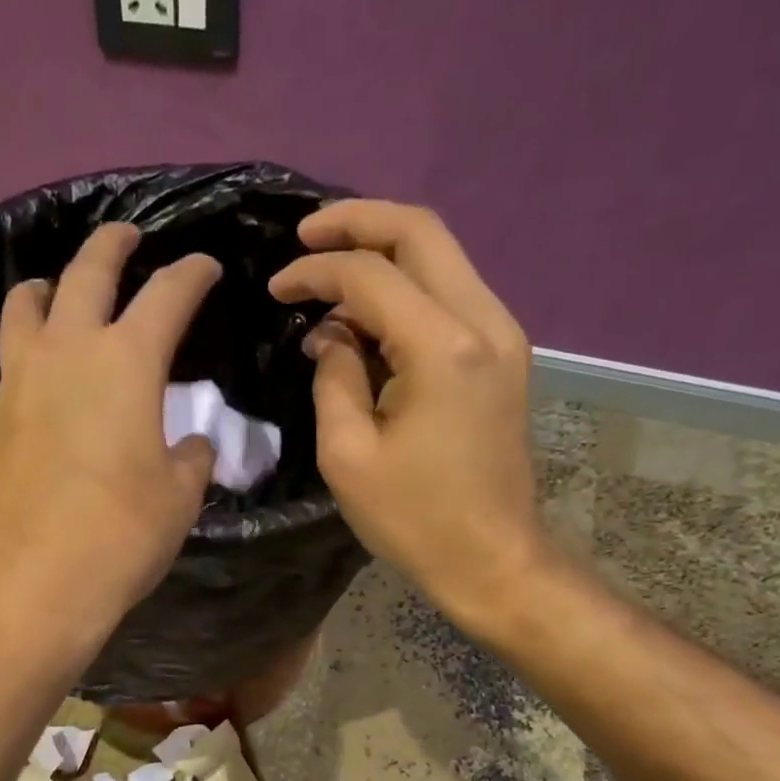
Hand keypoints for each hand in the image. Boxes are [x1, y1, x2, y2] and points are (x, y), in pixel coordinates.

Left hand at [0, 223, 219, 639]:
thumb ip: (190, 458)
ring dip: (53, 283)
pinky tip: (43, 361)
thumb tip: (192, 443)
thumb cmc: (119, 536)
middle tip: (130, 236)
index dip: (192, 274)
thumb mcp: (178, 498)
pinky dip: (30, 336)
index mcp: (126, 362)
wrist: (29, 583)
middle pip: (88, 271)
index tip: (207, 267)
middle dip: (114, 245)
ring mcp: (20, 379)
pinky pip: (11, 351)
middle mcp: (67, 351)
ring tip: (63, 287)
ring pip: (28, 303)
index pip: (167, 295)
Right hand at [268, 201, 546, 628]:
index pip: (372, 275)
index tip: (276, 288)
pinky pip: (451, 294)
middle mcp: (484, 321)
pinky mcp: (503, 356)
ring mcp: (502, 335)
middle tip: (306, 234)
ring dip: (384, 253)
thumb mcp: (349, 455)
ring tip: (329, 272)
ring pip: (442, 257)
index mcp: (443, 348)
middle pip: (422, 232)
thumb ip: (334, 378)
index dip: (317, 271)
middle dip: (358, 222)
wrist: (492, 558)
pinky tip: (368, 313)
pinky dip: (407, 288)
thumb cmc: (414, 518)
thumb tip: (330, 335)